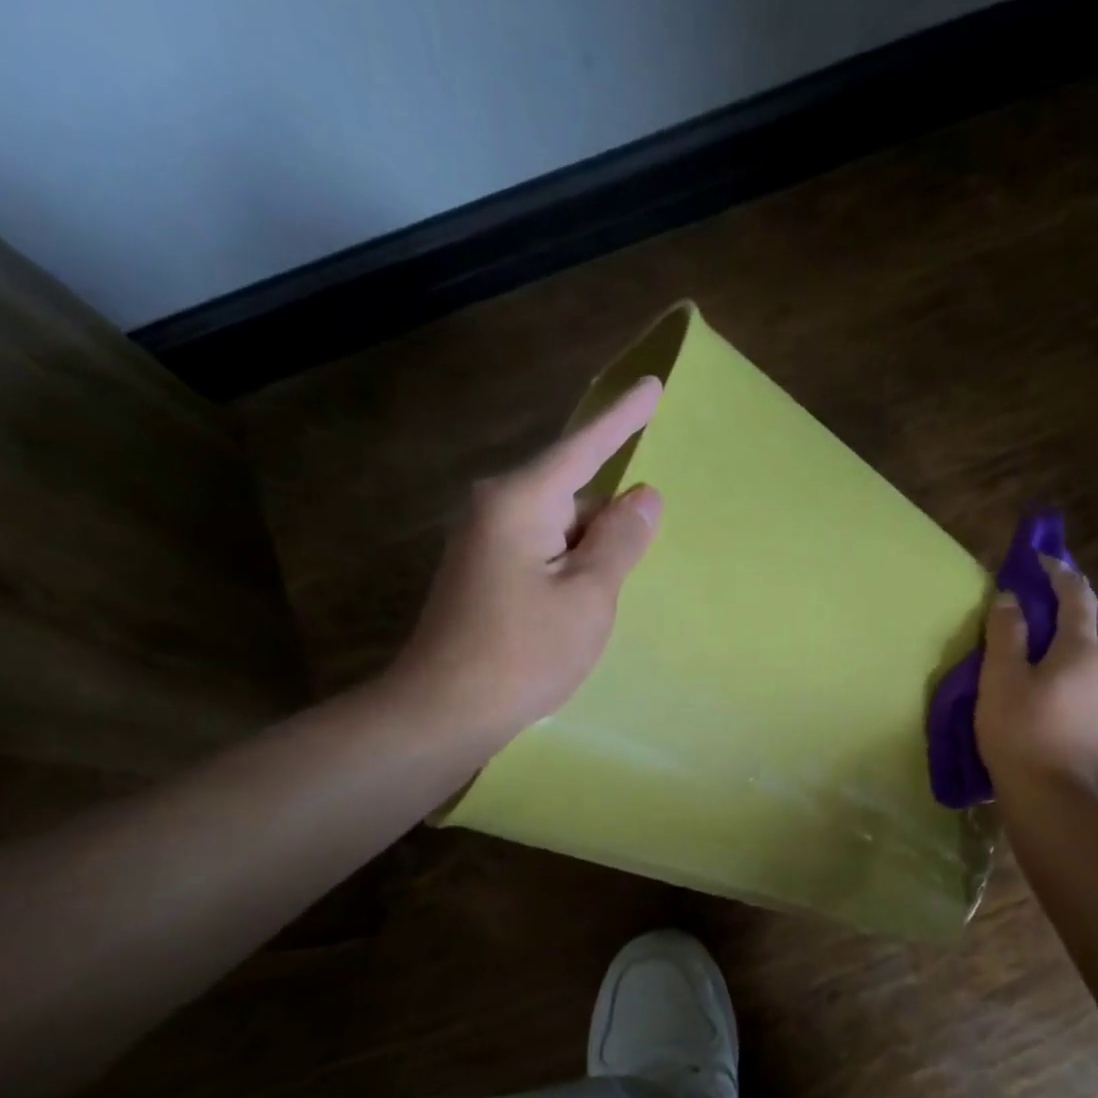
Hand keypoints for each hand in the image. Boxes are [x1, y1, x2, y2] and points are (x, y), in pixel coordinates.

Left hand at [384, 378, 664, 753]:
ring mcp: (485, 541)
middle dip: (607, 527)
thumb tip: (645, 495)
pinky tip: (571, 617)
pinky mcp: (483, 572)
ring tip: (589, 615)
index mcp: (521, 501)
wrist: (444, 711)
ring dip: (588, 559)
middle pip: (574, 494)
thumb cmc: (524, 653)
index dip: (624, 419)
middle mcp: (496, 509)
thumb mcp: (589, 596)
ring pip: (561, 528)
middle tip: (616, 584)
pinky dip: (569, 573)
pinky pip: (543, 552)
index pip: (585, 447)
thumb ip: (621, 540)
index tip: (653, 386)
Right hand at [975, 556, 1097, 792]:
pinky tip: (1063, 672)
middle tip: (1050, 587)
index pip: (1077, 596)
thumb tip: (1011, 598)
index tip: (1039, 557)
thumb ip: (1007, 632)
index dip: (1059, 572)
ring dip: (1082, 628)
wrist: (1053, 798)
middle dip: (1076, 596)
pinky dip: (1082, 657)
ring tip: (1056, 628)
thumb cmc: (1020, 732)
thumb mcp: (1001, 678)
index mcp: (1082, 650)